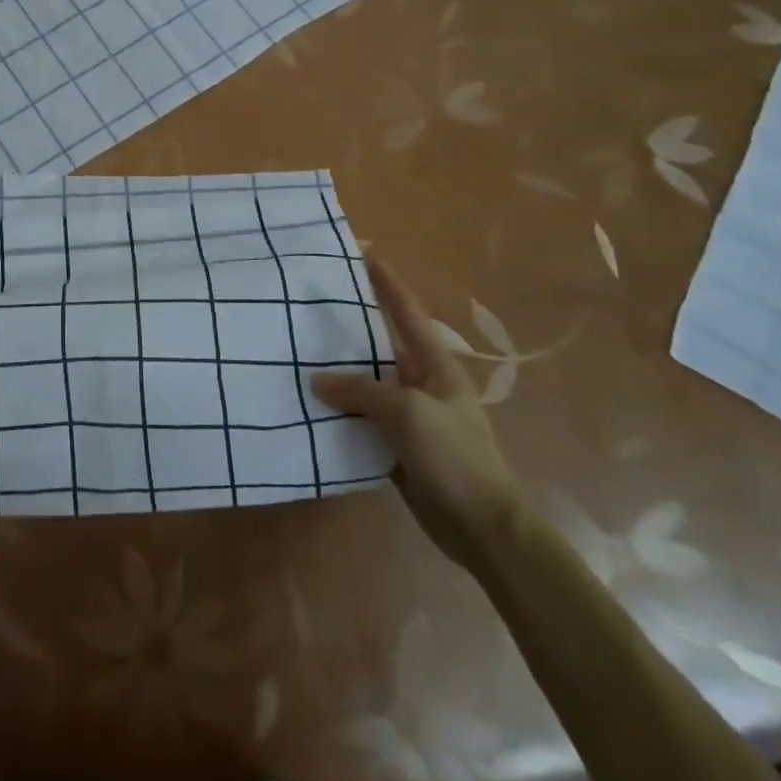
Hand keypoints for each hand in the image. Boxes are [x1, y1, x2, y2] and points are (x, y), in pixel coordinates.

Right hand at [312, 260, 522, 568]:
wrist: (483, 528)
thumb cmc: (455, 457)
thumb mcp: (408, 413)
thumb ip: (361, 390)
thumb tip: (318, 380)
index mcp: (435, 366)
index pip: (406, 312)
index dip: (387, 282)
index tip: (364, 252)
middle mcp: (420, 383)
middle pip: (379, 345)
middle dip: (349, 324)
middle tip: (311, 302)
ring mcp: (408, 416)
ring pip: (365, 383)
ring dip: (337, 371)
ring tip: (298, 349)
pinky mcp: (395, 445)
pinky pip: (360, 417)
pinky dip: (337, 409)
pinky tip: (308, 402)